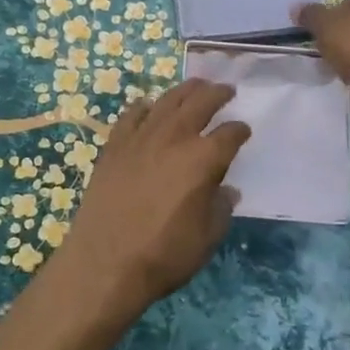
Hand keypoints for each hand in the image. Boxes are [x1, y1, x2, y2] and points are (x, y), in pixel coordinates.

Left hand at [59, 80, 250, 310]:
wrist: (105, 262)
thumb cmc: (164, 254)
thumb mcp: (207, 238)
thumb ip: (221, 208)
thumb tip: (226, 190)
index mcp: (203, 159)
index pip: (229, 134)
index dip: (240, 131)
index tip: (244, 131)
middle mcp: (174, 138)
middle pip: (200, 103)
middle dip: (217, 93)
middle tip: (226, 89)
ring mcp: (141, 138)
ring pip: (167, 101)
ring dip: (185, 90)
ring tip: (195, 86)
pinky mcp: (115, 146)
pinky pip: (131, 116)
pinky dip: (144, 107)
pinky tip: (148, 105)